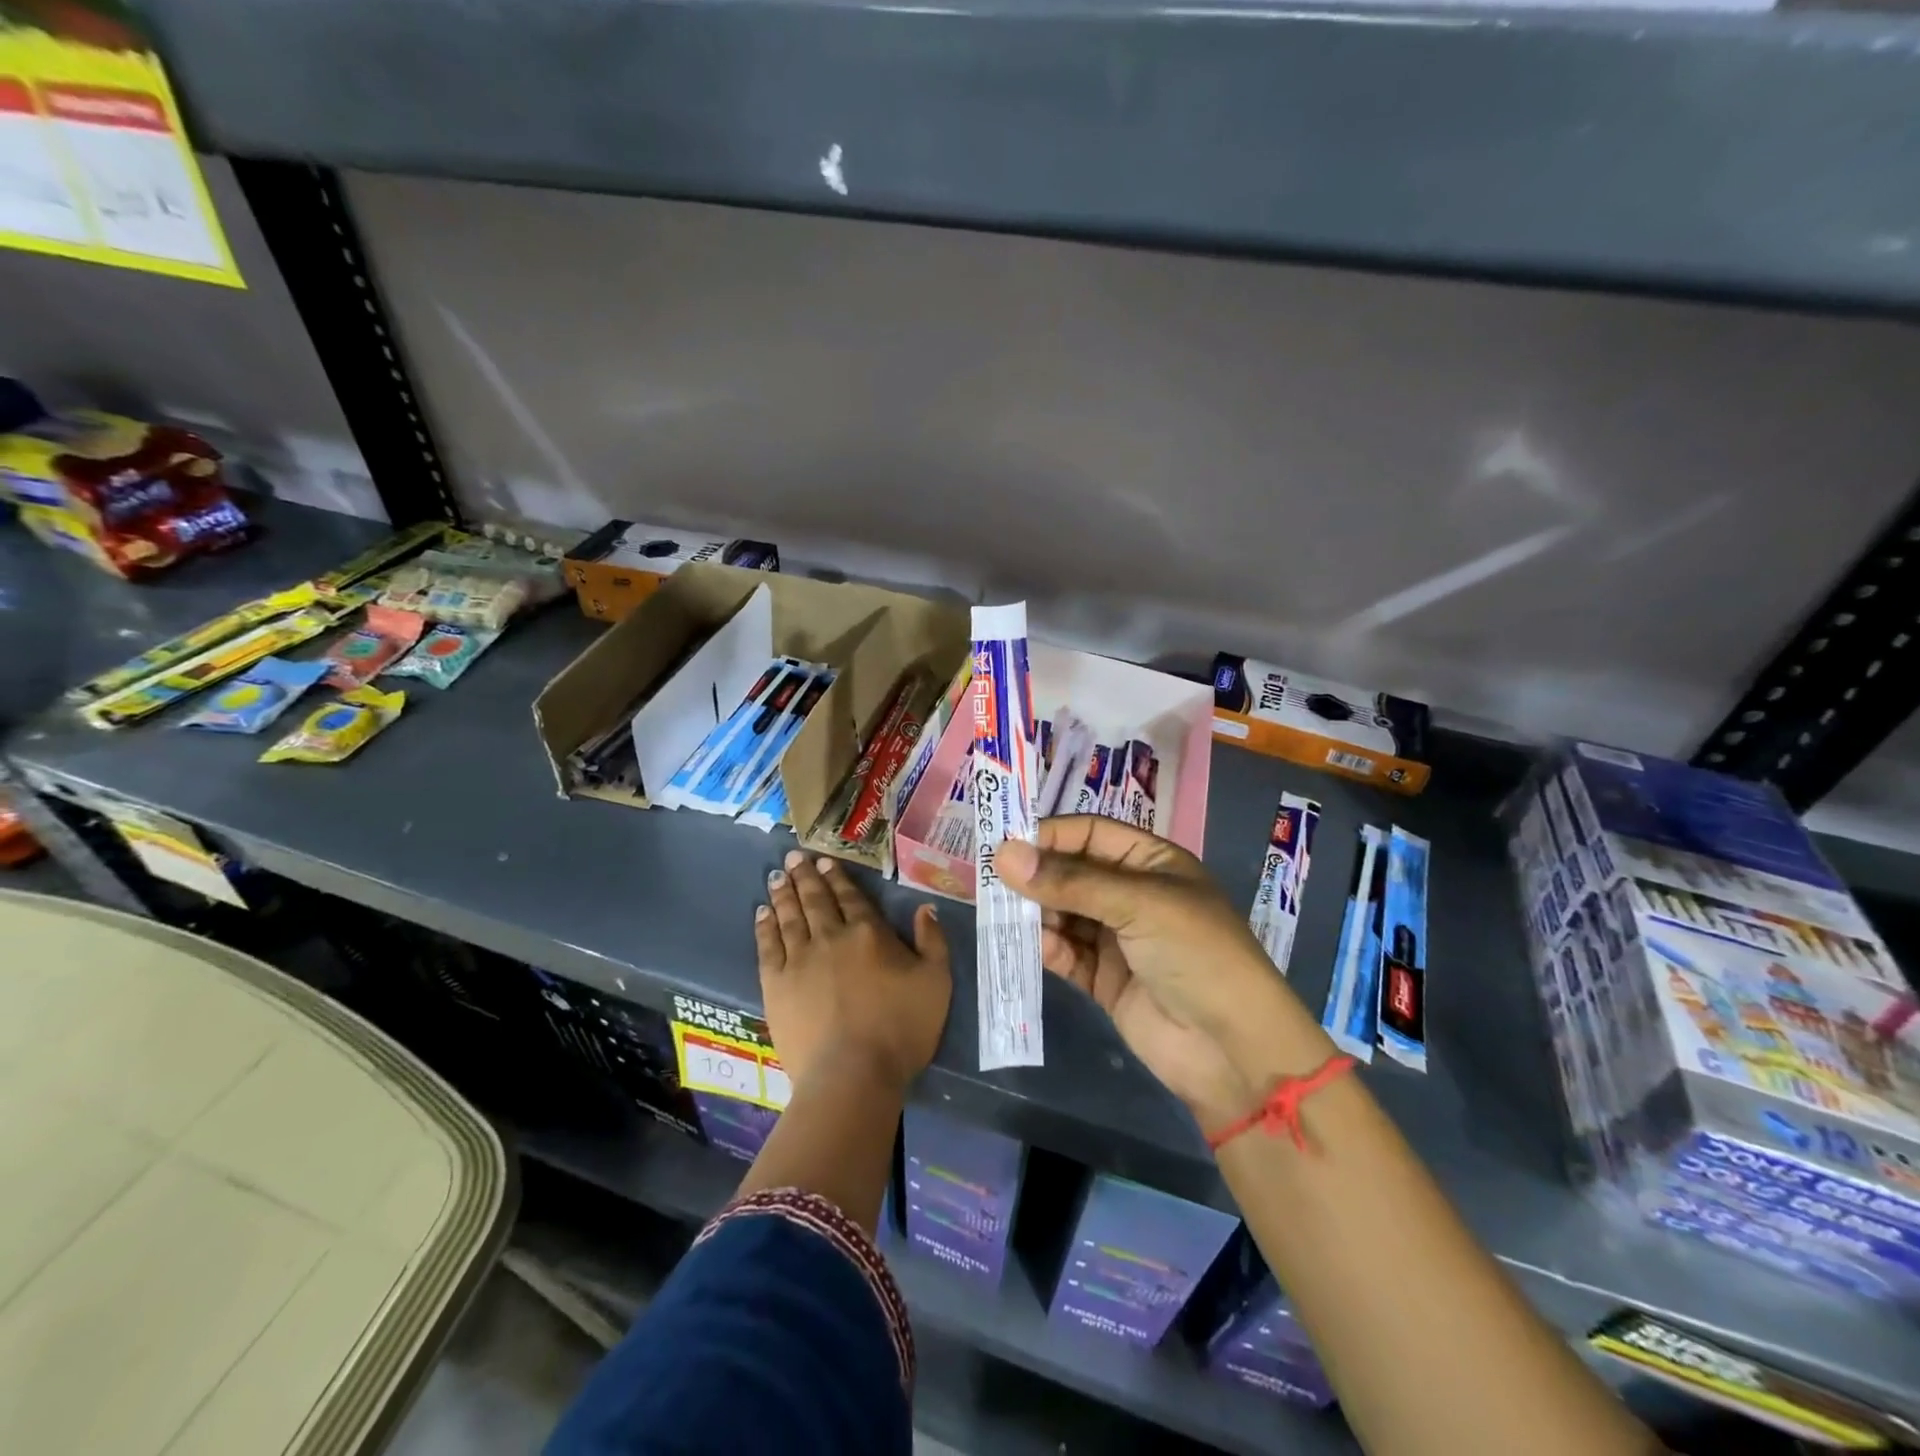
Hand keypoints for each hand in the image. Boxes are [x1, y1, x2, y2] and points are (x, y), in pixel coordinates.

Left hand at [756, 849, 951, 1092]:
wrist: (853, 1073)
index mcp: (868, 933)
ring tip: (777, 876)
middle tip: (794, 857)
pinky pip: (767, 946)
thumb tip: (925, 908)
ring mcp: (799, 959)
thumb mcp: (936, 982)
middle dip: (805, 876)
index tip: (824, 861)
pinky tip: (761, 913)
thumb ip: (932, 941)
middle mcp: (831, 936)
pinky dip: (764, 926)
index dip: (837, 877)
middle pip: (816, 900)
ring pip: (790, 916)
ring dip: (784, 894)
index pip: (850, 897)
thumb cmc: (901, 1029)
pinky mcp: (776, 984)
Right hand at [995, 817, 1326, 1133]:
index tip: (1005, 843)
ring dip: (1035, 911)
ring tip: (999, 910)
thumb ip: (1070, 882)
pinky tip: (1027, 943)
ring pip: (1063, 913)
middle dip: (1035, 874)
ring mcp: (1117, 938)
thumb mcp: (1139, 905)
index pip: (1090, 833)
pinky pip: (1065, 953)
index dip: (1050, 835)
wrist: (1234, 1051)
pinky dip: (1045, 947)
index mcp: (1151, 863)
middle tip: (990, 878)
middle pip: (1071, 872)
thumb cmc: (1197, 954)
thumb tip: (1003, 854)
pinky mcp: (1104, 979)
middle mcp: (1131, 894)